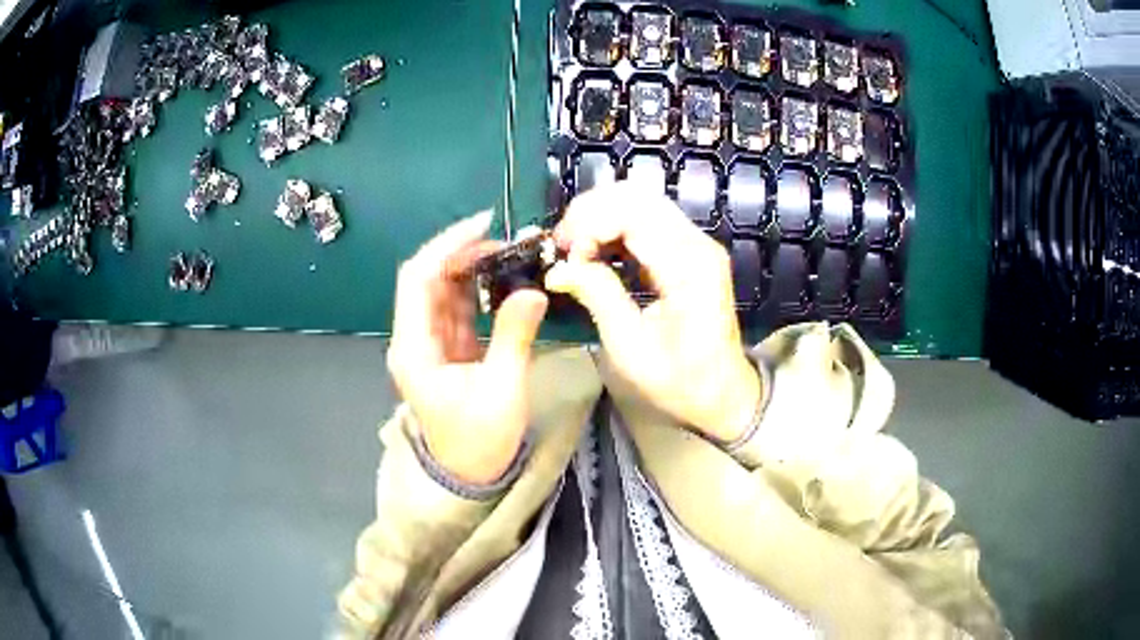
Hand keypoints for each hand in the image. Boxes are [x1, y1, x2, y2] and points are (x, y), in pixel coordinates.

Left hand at [387, 211, 548, 484]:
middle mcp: (414, 338)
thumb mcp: (501, 389)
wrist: (469, 475)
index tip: (484, 224)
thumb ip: (514, 336)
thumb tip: (533, 291)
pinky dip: (477, 289)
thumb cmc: (480, 440)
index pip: (418, 278)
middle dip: (464, 253)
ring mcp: (428, 343)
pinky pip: (457, 308)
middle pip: (429, 279)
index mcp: (414, 348)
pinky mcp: (446, 349)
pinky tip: (503, 279)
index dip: (447, 245)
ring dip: (472, 268)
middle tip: (508, 243)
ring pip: (443, 290)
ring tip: (511, 254)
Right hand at [546, 182, 760, 443]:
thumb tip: (558, 268)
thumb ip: (598, 297)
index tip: (562, 254)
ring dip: (602, 216)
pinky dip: (617, 226)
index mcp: (688, 266)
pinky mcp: (692, 252)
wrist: (723, 396)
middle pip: (638, 197)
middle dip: (591, 212)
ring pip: (642, 202)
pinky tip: (597, 250)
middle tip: (562, 246)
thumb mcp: (630, 348)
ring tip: (575, 248)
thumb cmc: (679, 382)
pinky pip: (649, 220)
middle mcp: (698, 244)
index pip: (633, 214)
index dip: (589, 223)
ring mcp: (698, 245)